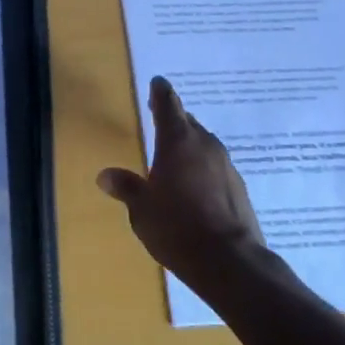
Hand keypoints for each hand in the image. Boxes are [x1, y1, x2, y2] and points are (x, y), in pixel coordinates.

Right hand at [98, 76, 267, 287]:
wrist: (230, 261)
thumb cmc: (177, 228)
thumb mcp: (142, 210)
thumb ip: (126, 188)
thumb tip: (105, 175)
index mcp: (177, 141)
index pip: (167, 103)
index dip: (160, 92)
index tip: (157, 82)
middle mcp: (204, 144)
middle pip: (187, 121)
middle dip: (173, 119)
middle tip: (158, 119)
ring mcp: (225, 164)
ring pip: (203, 143)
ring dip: (189, 144)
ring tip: (174, 156)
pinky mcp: (238, 186)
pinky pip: (216, 165)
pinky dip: (203, 167)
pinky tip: (195, 185)